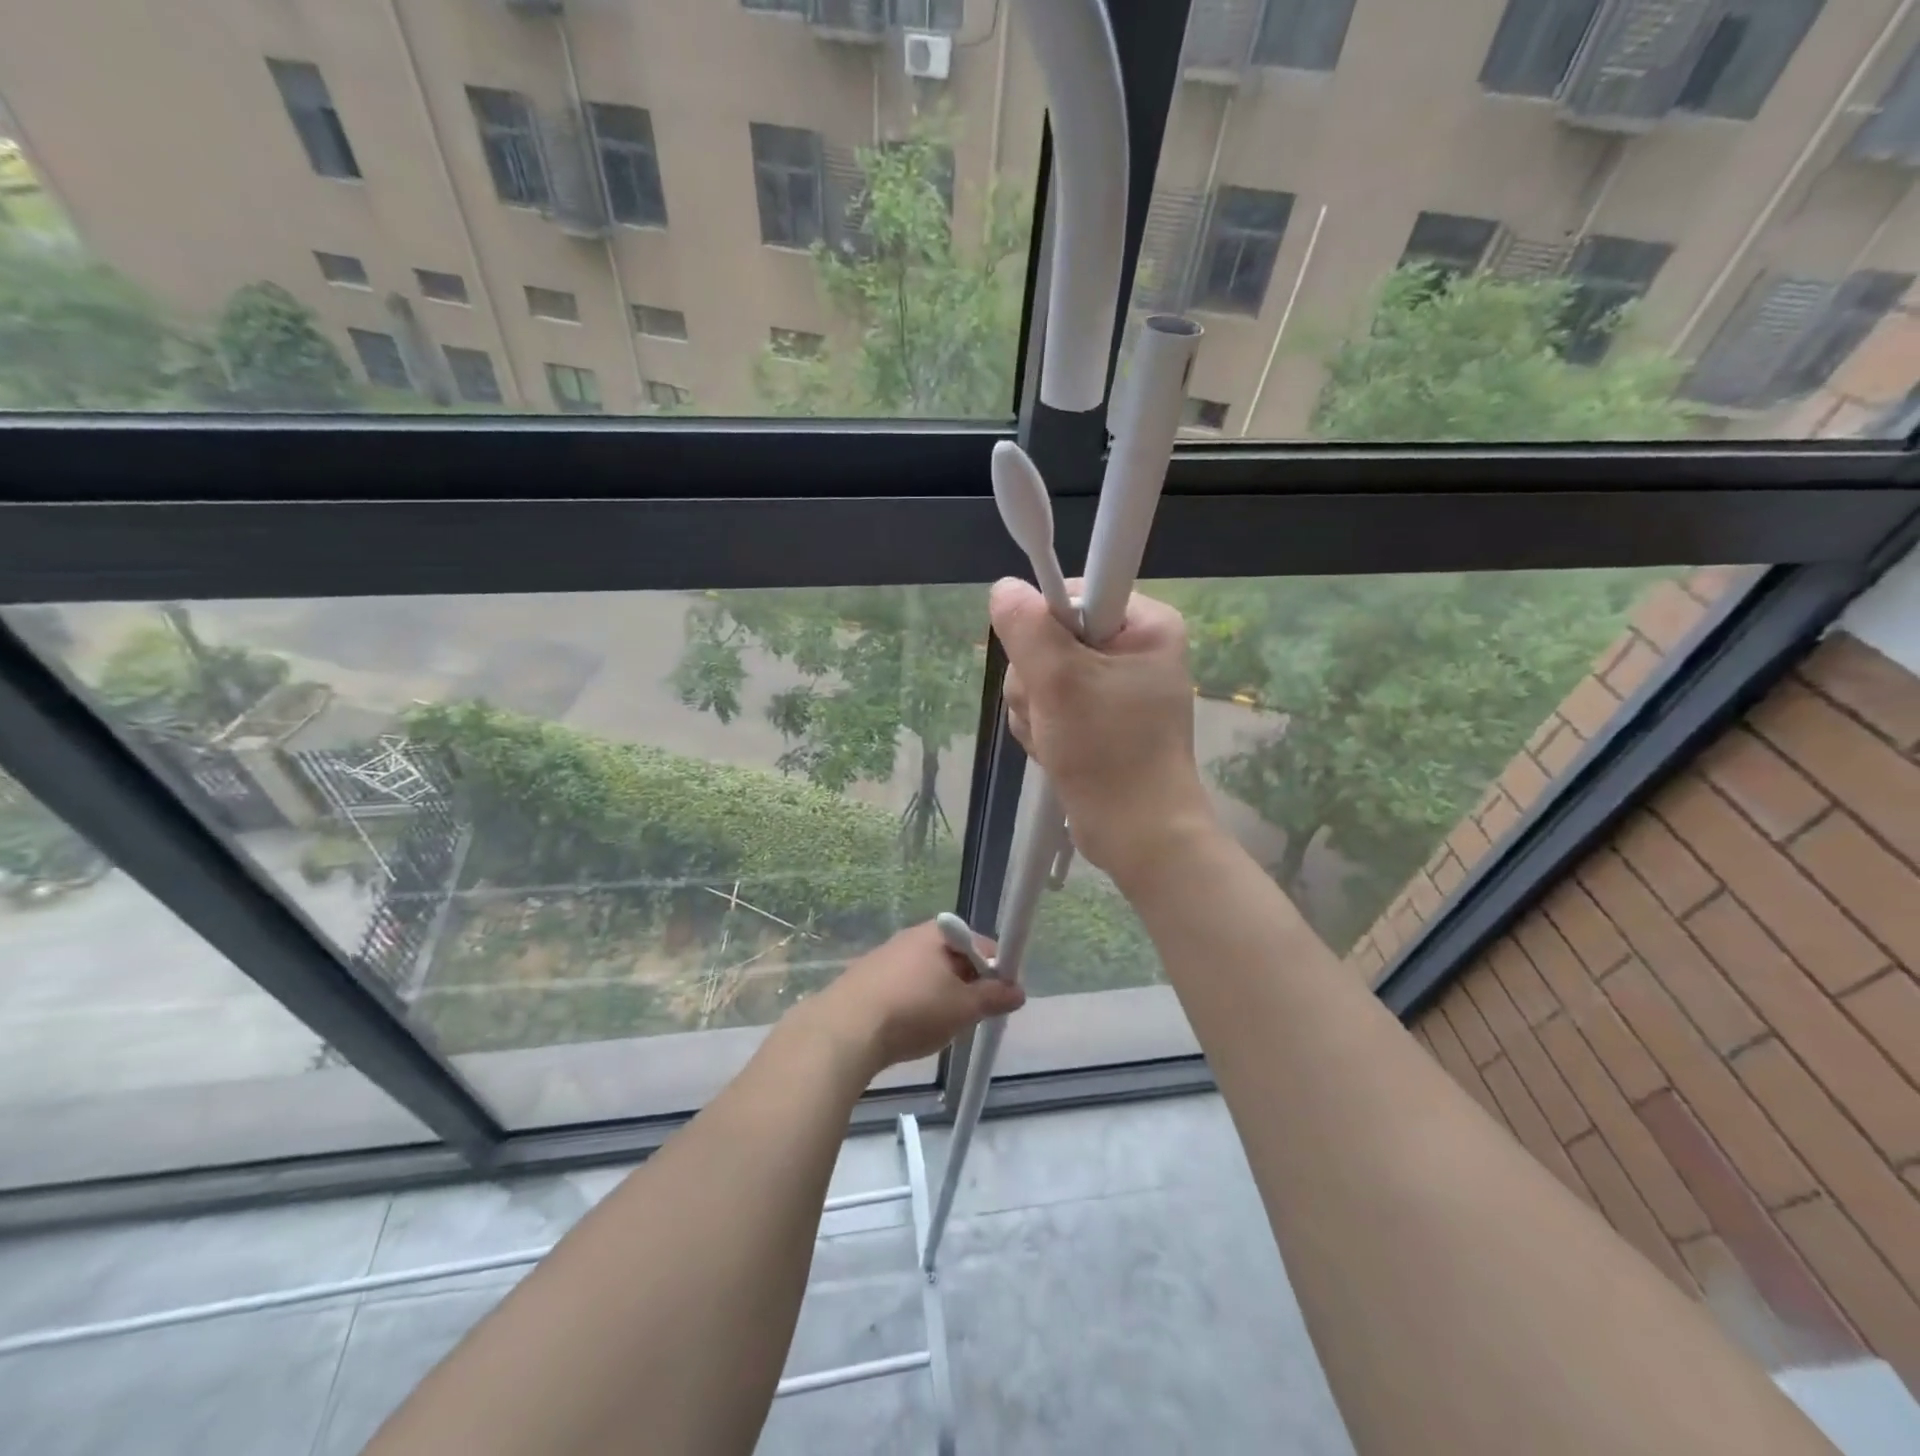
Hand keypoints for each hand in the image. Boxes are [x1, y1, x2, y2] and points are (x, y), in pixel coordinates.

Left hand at [807, 920, 1023, 1076]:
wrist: (846, 1030)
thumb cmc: (914, 1010)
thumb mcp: (964, 1007)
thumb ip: (994, 997)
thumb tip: (1018, 991)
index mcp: (938, 933)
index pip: (981, 943)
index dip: (997, 969)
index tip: (1001, 998)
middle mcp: (911, 937)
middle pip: (954, 957)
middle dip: (969, 985)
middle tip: (974, 1016)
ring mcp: (886, 956)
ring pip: (928, 975)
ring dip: (942, 997)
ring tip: (943, 1027)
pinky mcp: (866, 979)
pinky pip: (905, 987)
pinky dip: (916, 1004)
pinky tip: (912, 1029)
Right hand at [992, 577, 1217, 892]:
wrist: (1138, 835)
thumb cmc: (1109, 753)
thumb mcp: (1062, 683)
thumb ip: (1029, 630)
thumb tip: (1004, 588)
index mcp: (1145, 624)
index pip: (1074, 593)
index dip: (1044, 625)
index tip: (1042, 663)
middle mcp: (1132, 648)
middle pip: (1050, 636)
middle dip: (1037, 680)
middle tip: (1052, 713)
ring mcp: (1113, 686)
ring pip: (1042, 674)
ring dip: (1036, 709)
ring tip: (1057, 739)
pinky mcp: (1098, 717)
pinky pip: (1049, 704)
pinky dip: (1044, 727)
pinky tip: (1055, 750)